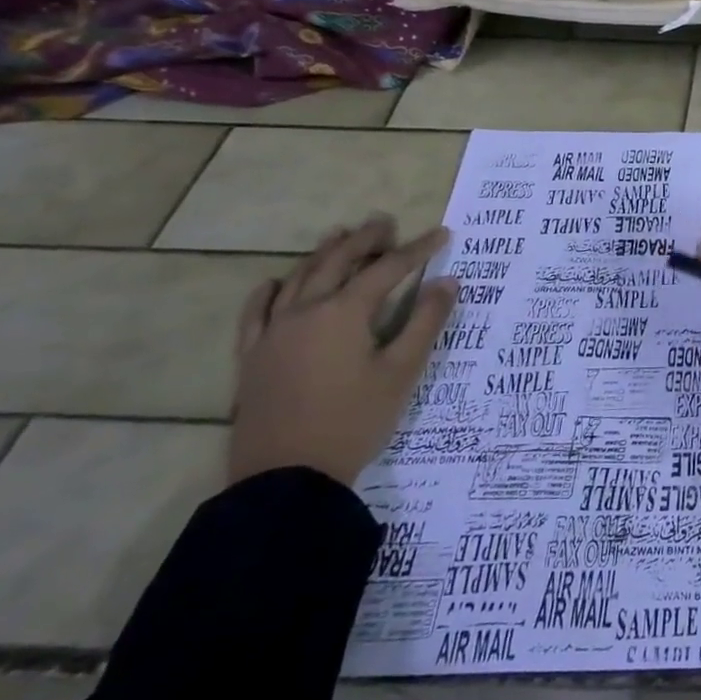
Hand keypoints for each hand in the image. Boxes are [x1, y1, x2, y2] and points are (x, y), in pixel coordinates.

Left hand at [228, 215, 457, 487]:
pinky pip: (255, 312)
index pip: (387, 269)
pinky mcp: (252, 357)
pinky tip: (275, 282)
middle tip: (385, 221)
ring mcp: (272, 333)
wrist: (286, 477)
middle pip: (337, 262)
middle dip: (365, 240)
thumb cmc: (354, 421)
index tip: (442, 233)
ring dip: (323, 254)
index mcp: (344, 313)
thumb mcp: (402, 372)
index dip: (417, 249)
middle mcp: (305, 311)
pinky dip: (269, 291)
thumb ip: (425, 322)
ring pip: (298, 279)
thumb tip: (448, 282)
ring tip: (340, 236)